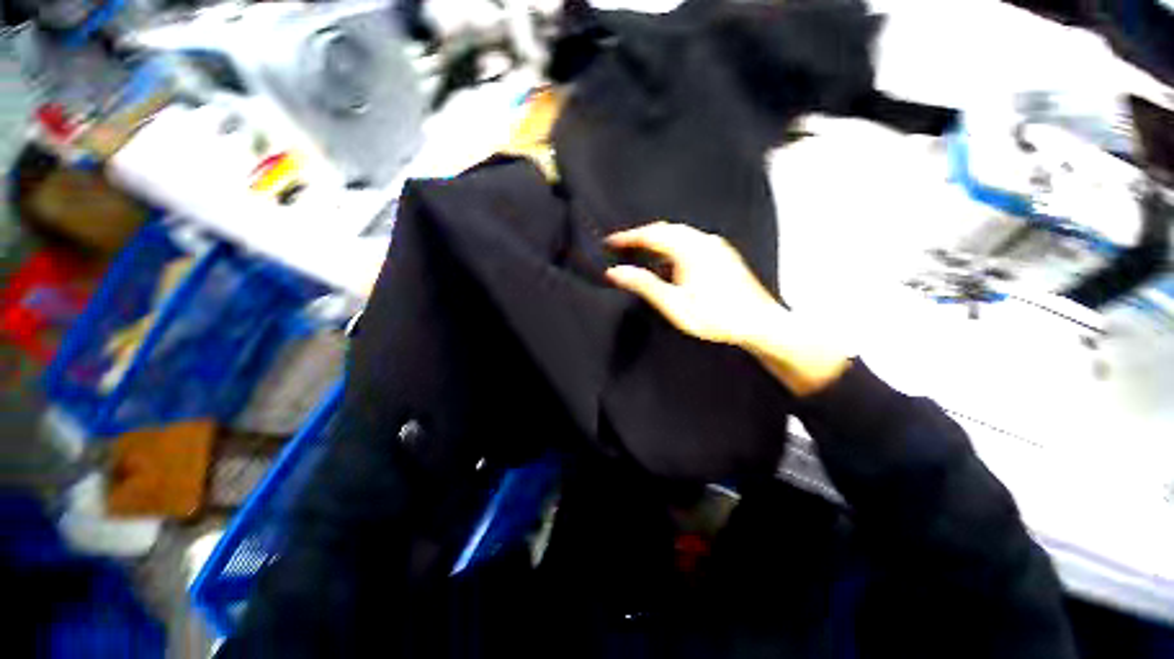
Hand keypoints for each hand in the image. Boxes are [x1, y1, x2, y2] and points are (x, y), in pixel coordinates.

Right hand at [604, 222, 779, 346]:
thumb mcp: (674, 304)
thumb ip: (644, 285)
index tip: (610, 242)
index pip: (650, 235)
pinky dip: (673, 244)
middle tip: (622, 246)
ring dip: (657, 239)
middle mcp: (703, 241)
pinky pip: (691, 240)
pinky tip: (669, 260)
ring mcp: (716, 246)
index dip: (627, 237)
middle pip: (664, 229)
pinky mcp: (723, 253)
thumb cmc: (717, 317)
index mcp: (689, 250)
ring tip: (641, 251)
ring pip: (679, 233)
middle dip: (641, 235)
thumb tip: (616, 272)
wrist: (759, 322)